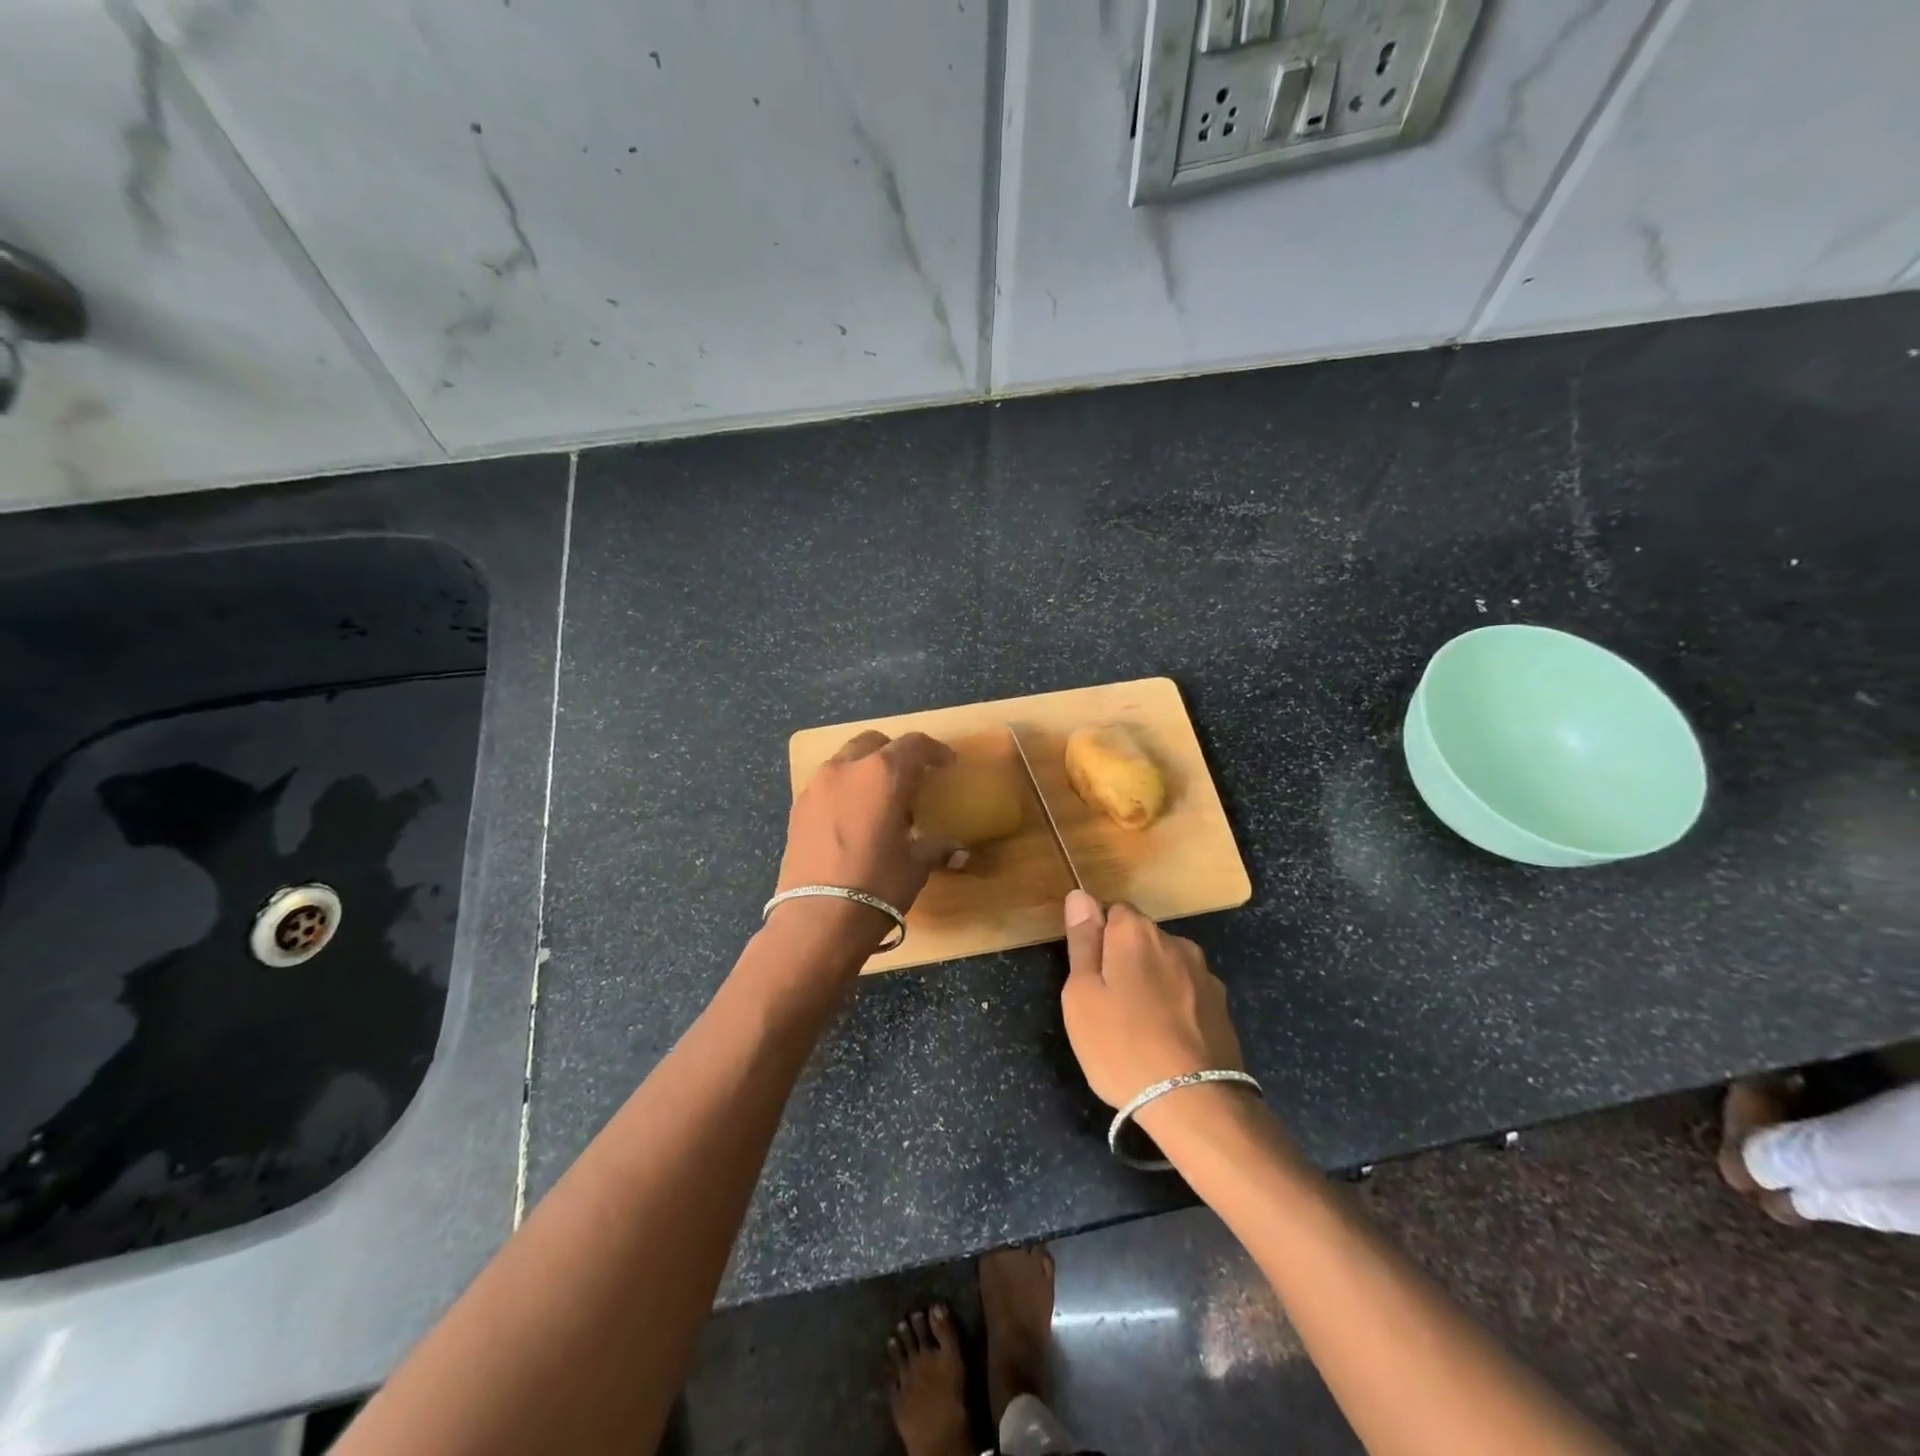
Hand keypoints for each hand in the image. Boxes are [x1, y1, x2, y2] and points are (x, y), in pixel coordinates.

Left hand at [774, 731, 964, 940]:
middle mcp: (847, 768)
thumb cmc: (877, 885)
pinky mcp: (798, 807)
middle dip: (895, 753)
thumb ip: (936, 848)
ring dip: (866, 769)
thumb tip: (959, 851)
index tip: (947, 764)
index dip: (935, 751)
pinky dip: (845, 789)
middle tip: (911, 779)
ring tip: (880, 800)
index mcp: (883, 773)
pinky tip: (853, 819)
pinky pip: (827, 784)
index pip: (914, 745)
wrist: (817, 919)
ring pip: (846, 760)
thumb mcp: (915, 866)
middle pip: (875, 743)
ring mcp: (817, 785)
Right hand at [1060, 892, 1244, 1108]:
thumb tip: (1079, 895)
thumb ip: (1082, 941)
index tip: (1087, 975)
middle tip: (1106, 1005)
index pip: (1111, 910)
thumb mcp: (1082, 995)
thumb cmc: (1122, 1045)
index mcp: (1135, 932)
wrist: (1194, 1102)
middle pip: (1139, 938)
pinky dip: (1174, 1005)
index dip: (1096, 938)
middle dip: (1123, 960)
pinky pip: (1186, 992)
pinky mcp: (1221, 1005)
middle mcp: (1174, 941)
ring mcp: (1203, 973)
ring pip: (1164, 965)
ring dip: (1150, 982)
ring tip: (1138, 1027)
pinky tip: (1166, 1039)